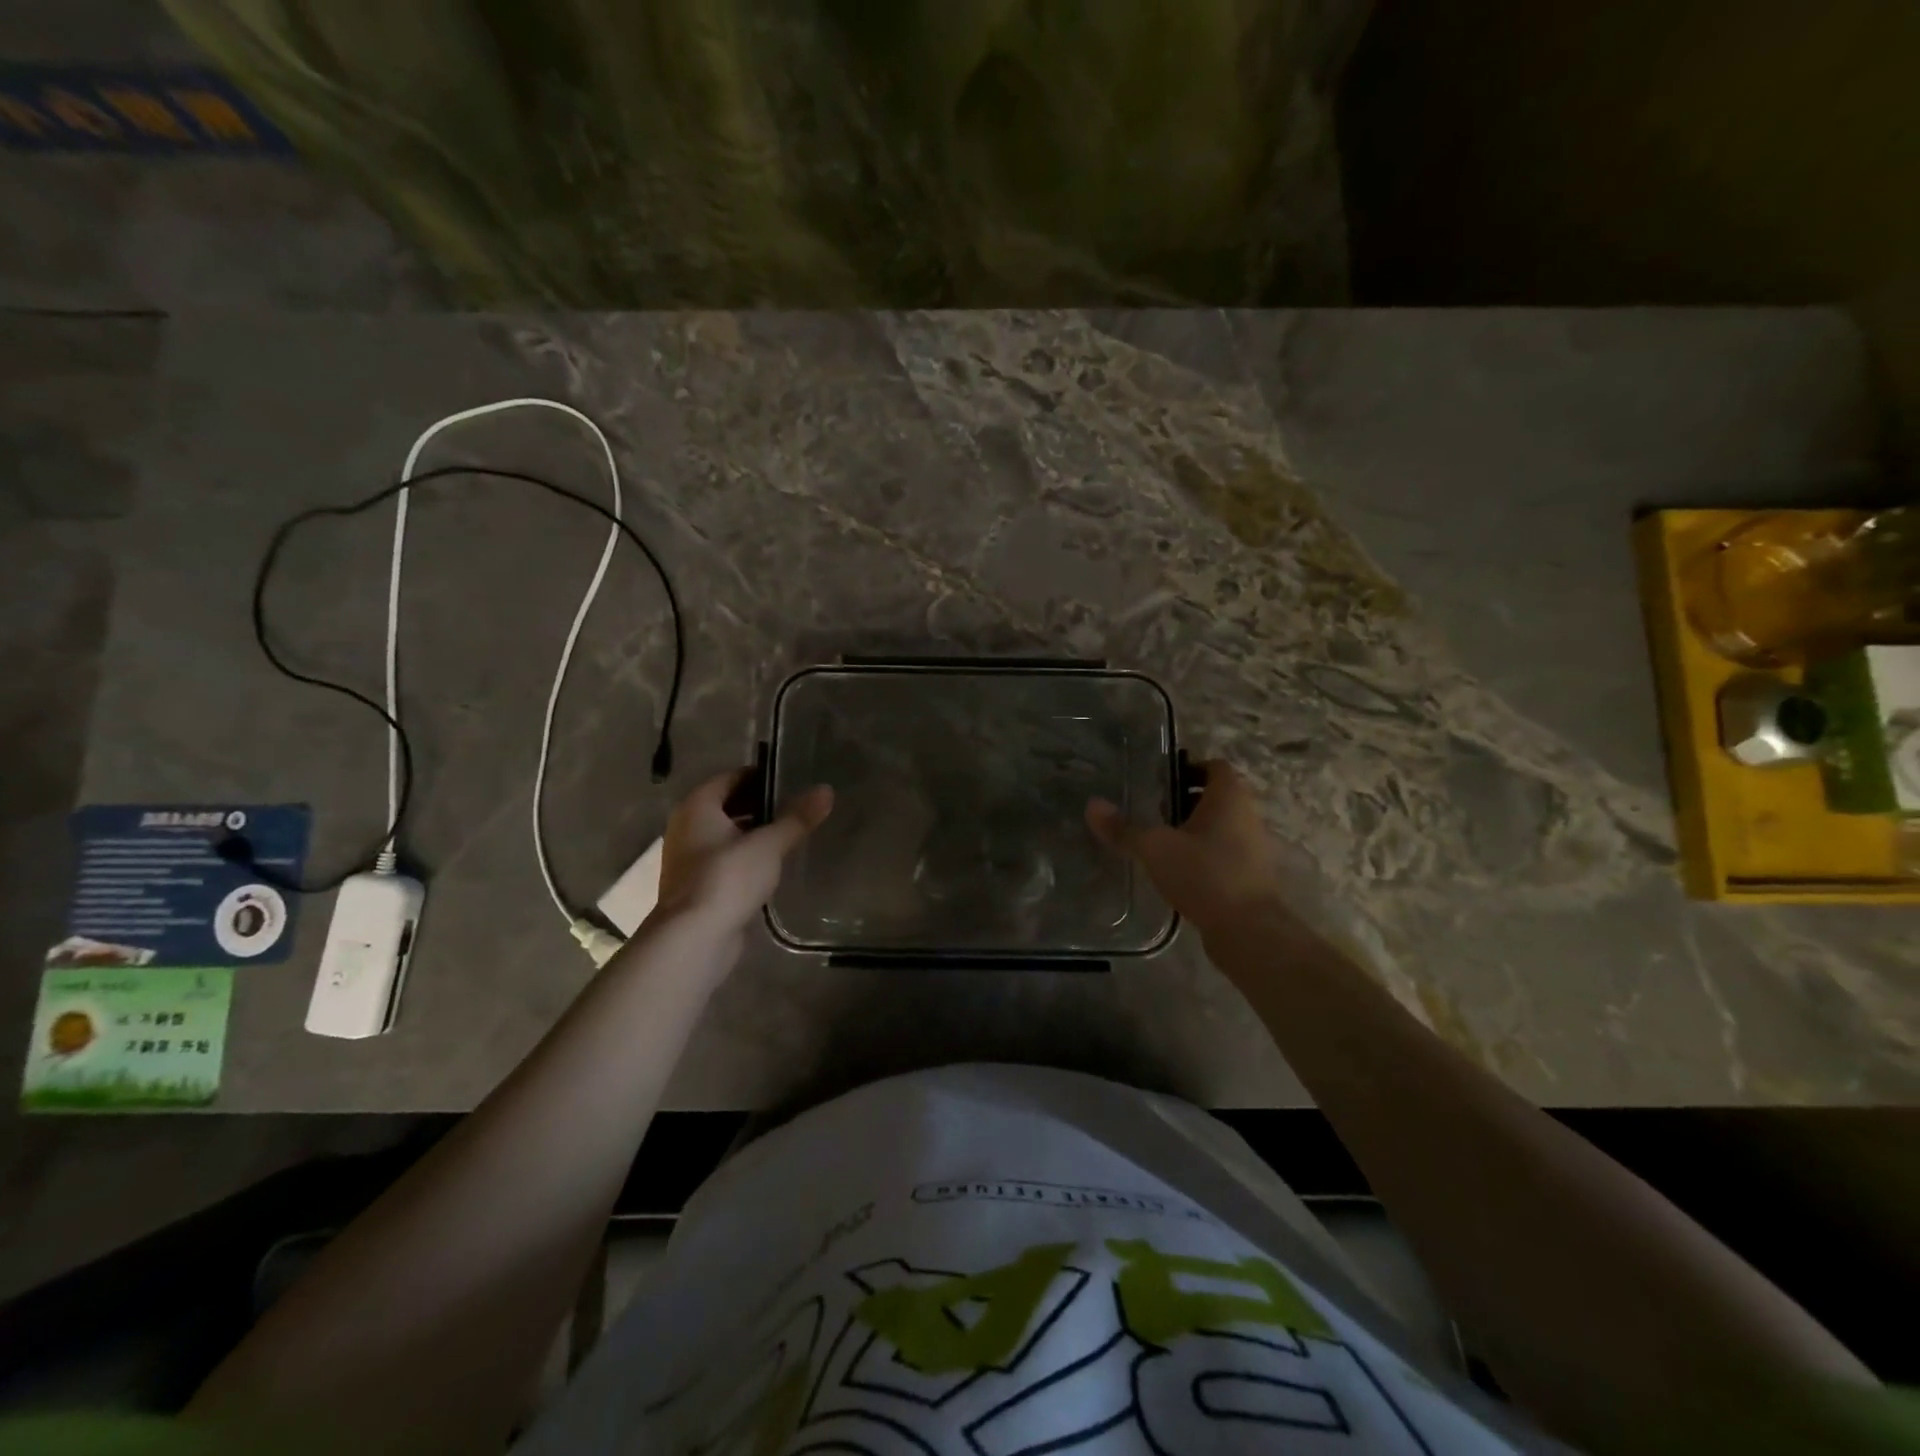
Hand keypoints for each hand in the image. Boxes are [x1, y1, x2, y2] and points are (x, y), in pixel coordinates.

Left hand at [656, 770, 832, 934]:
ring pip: (726, 834)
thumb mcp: (769, 845)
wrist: (694, 939)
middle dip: (759, 805)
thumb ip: (797, 818)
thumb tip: (826, 790)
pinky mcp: (697, 885)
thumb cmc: (728, 878)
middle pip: (727, 805)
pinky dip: (746, 856)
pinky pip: (725, 859)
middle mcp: (687, 827)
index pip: (731, 777)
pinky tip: (772, 864)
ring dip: (753, 832)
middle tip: (796, 806)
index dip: (761, 776)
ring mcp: (688, 858)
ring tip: (790, 834)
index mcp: (697, 806)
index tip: (792, 781)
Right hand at [1086, 759, 1291, 936]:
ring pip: (1223, 827)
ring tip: (1163, 843)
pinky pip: (1227, 854)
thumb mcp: (1154, 848)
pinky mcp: (1253, 877)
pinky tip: (1180, 872)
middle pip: (1218, 797)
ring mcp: (1255, 848)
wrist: (1248, 930)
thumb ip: (1123, 828)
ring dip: (1196, 830)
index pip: (1215, 767)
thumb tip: (1092, 805)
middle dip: (1188, 801)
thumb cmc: (1204, 874)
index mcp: (1229, 798)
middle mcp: (1248, 816)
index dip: (1190, 767)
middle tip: (1155, 811)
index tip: (1161, 781)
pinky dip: (1206, 856)